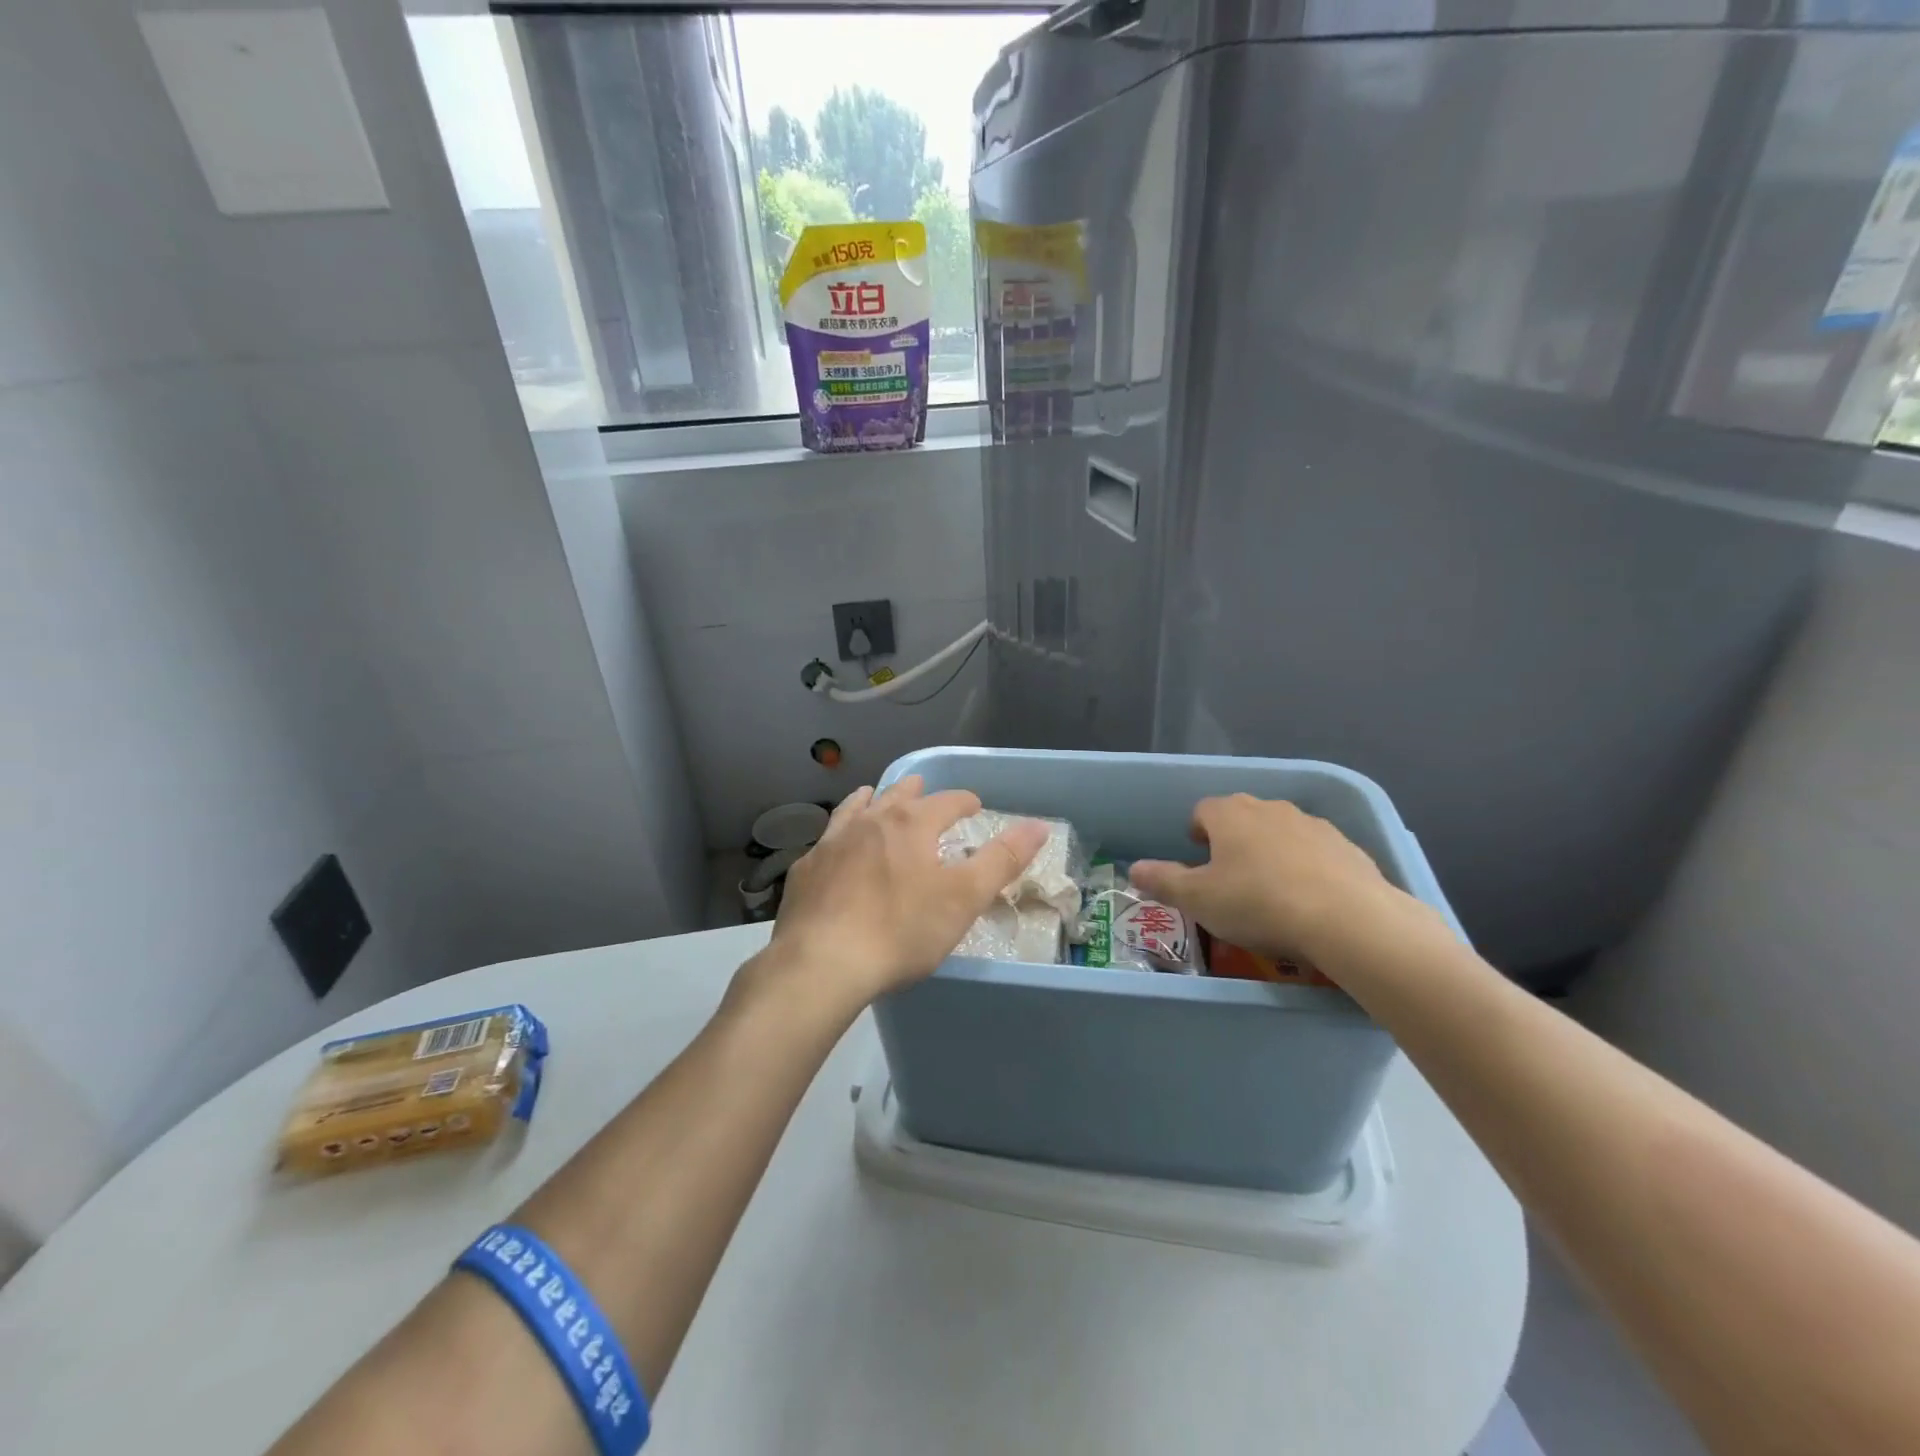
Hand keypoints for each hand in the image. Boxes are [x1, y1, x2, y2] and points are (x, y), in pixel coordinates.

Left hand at [756, 776, 1048, 1010]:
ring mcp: (832, 843)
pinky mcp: (806, 870)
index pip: (947, 801)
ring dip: (871, 800)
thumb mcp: (964, 898)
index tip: (974, 805)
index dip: (965, 801)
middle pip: (897, 796)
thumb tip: (1039, 826)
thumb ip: (1002, 860)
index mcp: (911, 824)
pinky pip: (827, 839)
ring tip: (874, 795)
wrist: (823, 962)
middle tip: (922, 788)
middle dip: (915, 791)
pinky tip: (836, 845)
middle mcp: (870, 822)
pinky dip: (839, 833)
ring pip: (856, 809)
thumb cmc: (902, 930)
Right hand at [1129, 795, 1412, 964]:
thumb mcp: (1198, 899)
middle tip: (1229, 876)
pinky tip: (1308, 898)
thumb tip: (1134, 869)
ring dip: (1270, 850)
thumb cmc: (1258, 903)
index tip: (1197, 856)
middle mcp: (1269, 808)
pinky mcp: (1346, 845)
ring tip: (1270, 889)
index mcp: (1229, 815)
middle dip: (1232, 839)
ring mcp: (1312, 824)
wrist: (1347, 918)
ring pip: (1280, 831)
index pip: (1203, 810)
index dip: (1196, 831)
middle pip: (1242, 816)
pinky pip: (1315, 851)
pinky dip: (1306, 866)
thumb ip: (1163, 881)